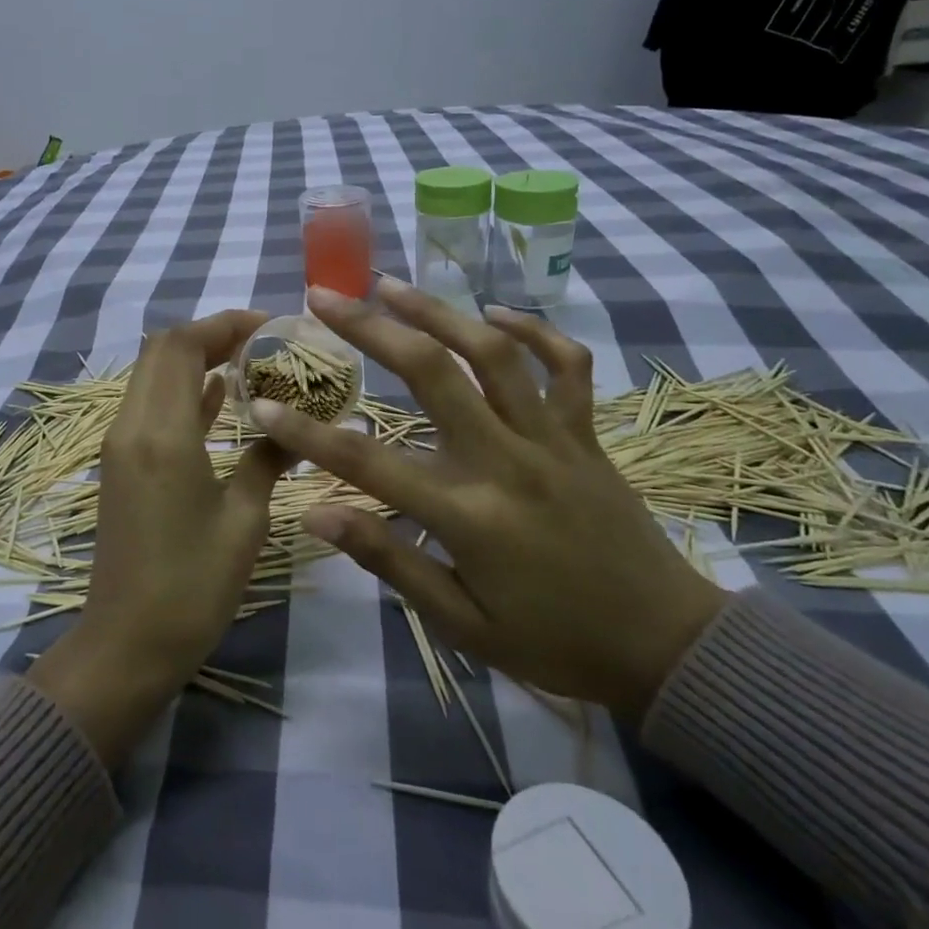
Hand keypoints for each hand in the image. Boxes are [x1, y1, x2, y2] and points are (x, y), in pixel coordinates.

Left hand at [28, 310, 291, 764]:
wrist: (126, 644)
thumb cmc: (192, 586)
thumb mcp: (244, 520)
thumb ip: (268, 459)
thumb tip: (300, 427)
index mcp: (162, 433)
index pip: (182, 345)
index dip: (224, 324)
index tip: (270, 326)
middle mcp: (132, 426)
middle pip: (161, 351)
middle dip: (210, 335)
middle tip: (263, 344)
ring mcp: (120, 445)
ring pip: (152, 376)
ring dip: (196, 360)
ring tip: (251, 364)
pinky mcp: (120, 464)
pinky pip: (150, 407)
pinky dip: (183, 391)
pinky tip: (222, 398)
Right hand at [250, 281, 725, 718]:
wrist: (667, 645)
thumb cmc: (554, 641)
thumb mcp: (462, 623)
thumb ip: (390, 560)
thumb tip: (317, 518)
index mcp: (469, 515)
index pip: (370, 464)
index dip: (308, 434)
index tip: (262, 404)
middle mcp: (508, 460)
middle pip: (433, 374)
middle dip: (371, 328)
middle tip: (325, 298)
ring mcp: (553, 438)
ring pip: (494, 353)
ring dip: (438, 311)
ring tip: (391, 284)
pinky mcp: (586, 433)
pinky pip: (566, 366)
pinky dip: (534, 331)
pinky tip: (495, 314)